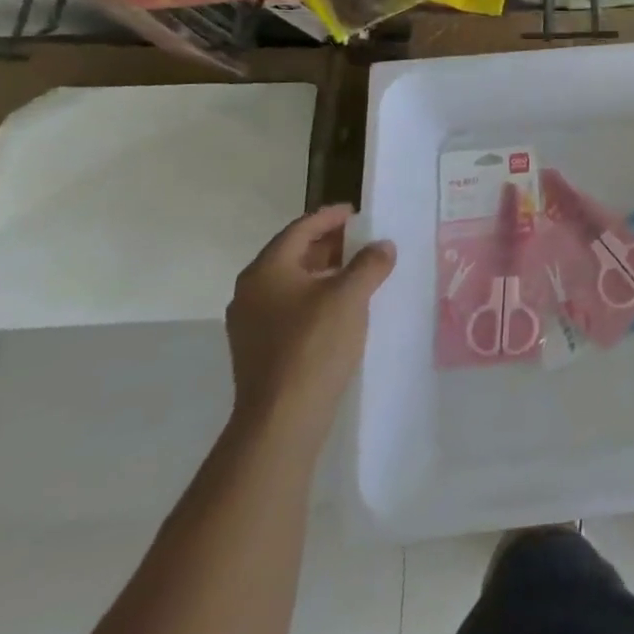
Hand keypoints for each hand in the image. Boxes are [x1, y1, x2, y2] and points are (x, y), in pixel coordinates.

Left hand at [225, 205, 395, 451]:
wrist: (281, 420)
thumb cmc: (314, 345)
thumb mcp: (350, 296)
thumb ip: (369, 264)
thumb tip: (383, 246)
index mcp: (266, 270)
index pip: (300, 229)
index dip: (330, 217)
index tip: (356, 213)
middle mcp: (250, 291)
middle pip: (293, 254)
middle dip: (328, 245)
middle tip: (361, 241)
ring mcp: (250, 324)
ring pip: (292, 284)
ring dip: (324, 273)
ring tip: (357, 273)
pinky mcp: (258, 350)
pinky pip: (289, 309)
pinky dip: (315, 298)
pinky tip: (341, 309)